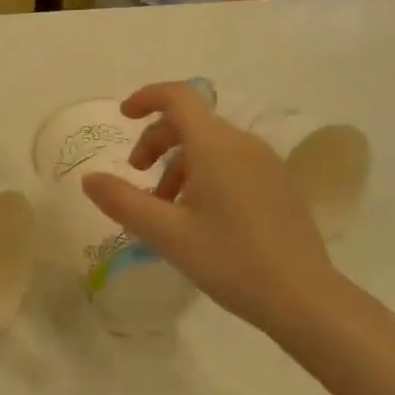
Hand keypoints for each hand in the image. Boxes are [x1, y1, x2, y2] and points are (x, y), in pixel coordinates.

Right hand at [81, 83, 338, 338]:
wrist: (305, 298)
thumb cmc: (231, 260)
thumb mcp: (167, 234)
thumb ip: (122, 201)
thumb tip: (89, 179)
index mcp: (215, 145)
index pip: (178, 96)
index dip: (146, 97)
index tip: (123, 116)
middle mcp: (243, 143)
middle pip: (191, 122)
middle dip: (156, 140)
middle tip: (136, 174)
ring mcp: (266, 162)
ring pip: (211, 145)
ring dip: (179, 163)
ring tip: (165, 207)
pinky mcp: (279, 184)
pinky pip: (232, 162)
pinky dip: (205, 174)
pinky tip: (199, 216)